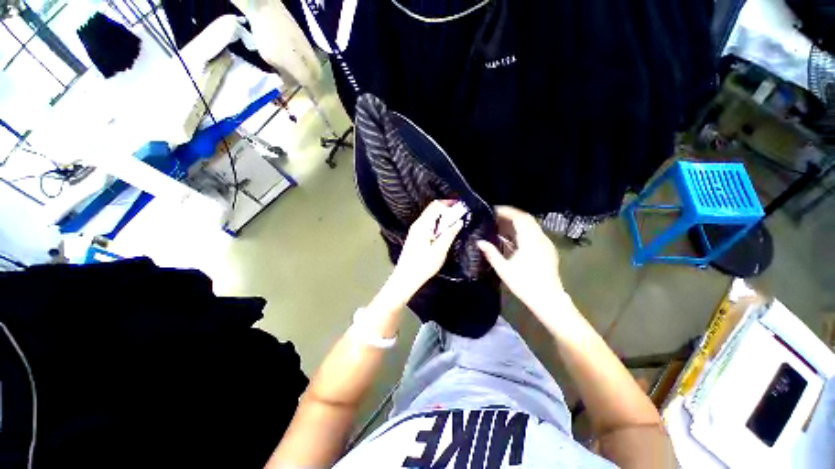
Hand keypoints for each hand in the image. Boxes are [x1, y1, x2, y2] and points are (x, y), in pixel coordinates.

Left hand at [389, 200, 463, 297]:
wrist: (406, 278)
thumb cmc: (422, 266)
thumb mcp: (440, 250)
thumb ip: (449, 234)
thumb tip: (459, 222)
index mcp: (422, 225)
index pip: (436, 206)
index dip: (449, 203)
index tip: (461, 207)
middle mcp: (417, 225)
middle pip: (432, 209)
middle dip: (447, 210)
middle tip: (460, 216)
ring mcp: (415, 231)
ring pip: (430, 217)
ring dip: (443, 218)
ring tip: (454, 224)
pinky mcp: (415, 237)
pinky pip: (428, 225)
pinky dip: (438, 225)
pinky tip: (444, 233)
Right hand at [477, 206, 564, 316]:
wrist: (549, 300)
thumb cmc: (525, 285)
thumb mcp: (504, 269)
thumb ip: (491, 253)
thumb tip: (479, 241)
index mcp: (530, 241)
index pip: (519, 217)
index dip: (506, 211)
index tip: (493, 210)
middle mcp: (540, 238)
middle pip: (526, 218)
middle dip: (510, 215)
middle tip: (495, 216)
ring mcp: (546, 243)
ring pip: (531, 225)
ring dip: (516, 222)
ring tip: (500, 225)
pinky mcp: (548, 249)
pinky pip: (534, 233)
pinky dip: (522, 230)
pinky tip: (512, 237)